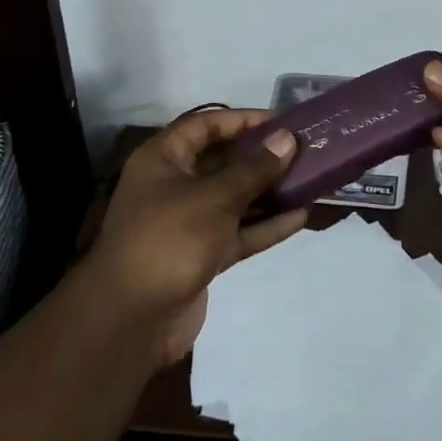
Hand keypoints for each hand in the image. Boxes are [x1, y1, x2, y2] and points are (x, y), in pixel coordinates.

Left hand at [86, 108, 307, 366]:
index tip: (282, 121)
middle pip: (223, 161)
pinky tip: (300, 216)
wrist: (131, 320)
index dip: (242, 119)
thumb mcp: (213, 198)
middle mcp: (174, 184)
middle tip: (304, 149)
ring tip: (310, 179)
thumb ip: (253, 169)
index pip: (205, 125)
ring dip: (269, 191)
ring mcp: (188, 222)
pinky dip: (265, 225)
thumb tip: (287, 138)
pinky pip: (238, 231)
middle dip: (262, 156)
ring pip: (234, 198)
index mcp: (163, 159)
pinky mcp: (202, 255)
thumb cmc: (168, 239)